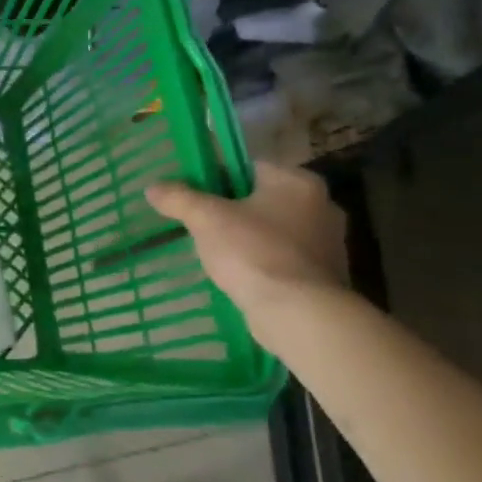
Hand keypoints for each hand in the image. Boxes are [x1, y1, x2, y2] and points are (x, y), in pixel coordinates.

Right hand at [146, 162, 347, 320]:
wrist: (298, 314)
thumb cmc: (253, 252)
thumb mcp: (205, 218)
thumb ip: (178, 198)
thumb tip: (152, 188)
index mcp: (297, 182)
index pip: (250, 166)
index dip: (218, 177)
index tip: (195, 195)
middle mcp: (322, 206)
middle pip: (263, 198)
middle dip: (234, 210)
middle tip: (202, 223)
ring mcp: (329, 243)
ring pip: (274, 230)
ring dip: (249, 238)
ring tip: (217, 252)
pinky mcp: (326, 276)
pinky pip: (285, 258)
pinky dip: (264, 262)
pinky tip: (240, 275)